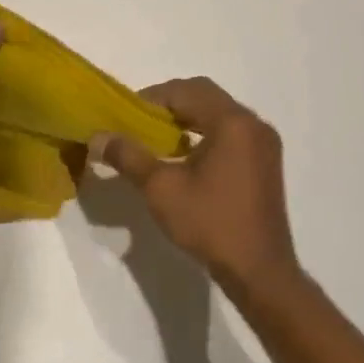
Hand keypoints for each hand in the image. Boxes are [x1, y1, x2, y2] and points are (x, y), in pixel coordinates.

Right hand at [95, 77, 299, 292]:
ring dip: (187, 119)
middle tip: (138, 124)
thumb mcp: (161, 189)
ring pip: (218, 114)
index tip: (124, 116)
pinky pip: (230, 132)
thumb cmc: (210, 224)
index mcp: (232, 122)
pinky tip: (184, 158)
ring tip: (156, 140)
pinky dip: (204, 134)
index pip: (186, 90)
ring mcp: (263, 143)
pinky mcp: (265, 162)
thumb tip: (98, 136)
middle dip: (168, 105)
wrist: (259, 271)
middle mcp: (253, 124)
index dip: (151, 98)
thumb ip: (128, 156)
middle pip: (205, 96)